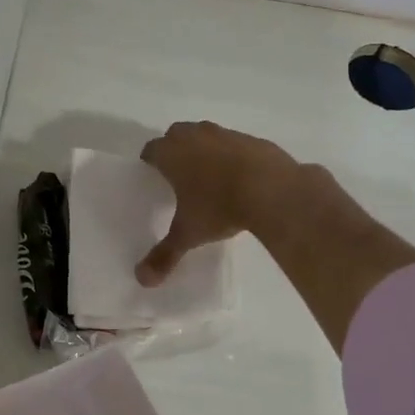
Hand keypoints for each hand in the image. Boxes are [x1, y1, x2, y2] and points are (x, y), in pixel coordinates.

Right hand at [136, 122, 298, 285]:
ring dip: (204, 149)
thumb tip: (142, 280)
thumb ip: (164, 255)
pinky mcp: (253, 140)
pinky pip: (235, 144)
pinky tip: (240, 177)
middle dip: (175, 149)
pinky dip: (232, 156)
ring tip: (209, 176)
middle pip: (176, 134)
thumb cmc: (218, 207)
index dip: (149, 161)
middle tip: (178, 174)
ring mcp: (226, 135)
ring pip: (206, 135)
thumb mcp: (189, 235)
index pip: (151, 149)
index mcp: (172, 154)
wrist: (272, 190)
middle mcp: (196, 136)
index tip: (152, 174)